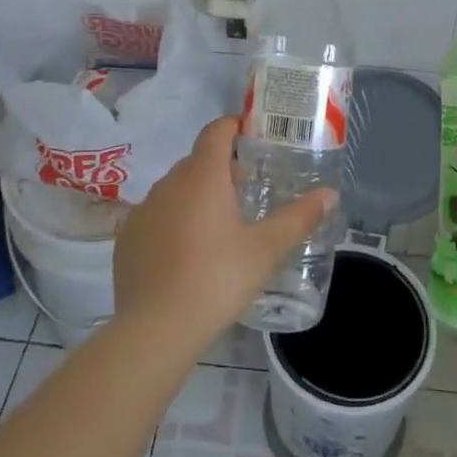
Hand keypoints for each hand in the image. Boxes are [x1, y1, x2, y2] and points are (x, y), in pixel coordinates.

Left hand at [113, 117, 336, 351]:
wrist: (155, 329)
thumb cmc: (217, 279)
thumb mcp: (265, 250)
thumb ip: (299, 218)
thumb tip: (329, 194)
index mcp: (202, 175)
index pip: (216, 130)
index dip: (235, 126)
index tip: (253, 137)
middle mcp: (169, 182)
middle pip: (197, 160)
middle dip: (221, 167)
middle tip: (246, 190)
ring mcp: (143, 210)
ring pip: (175, 189)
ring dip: (196, 195)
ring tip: (218, 225)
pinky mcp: (127, 238)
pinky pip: (155, 216)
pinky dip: (172, 221)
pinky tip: (186, 253)